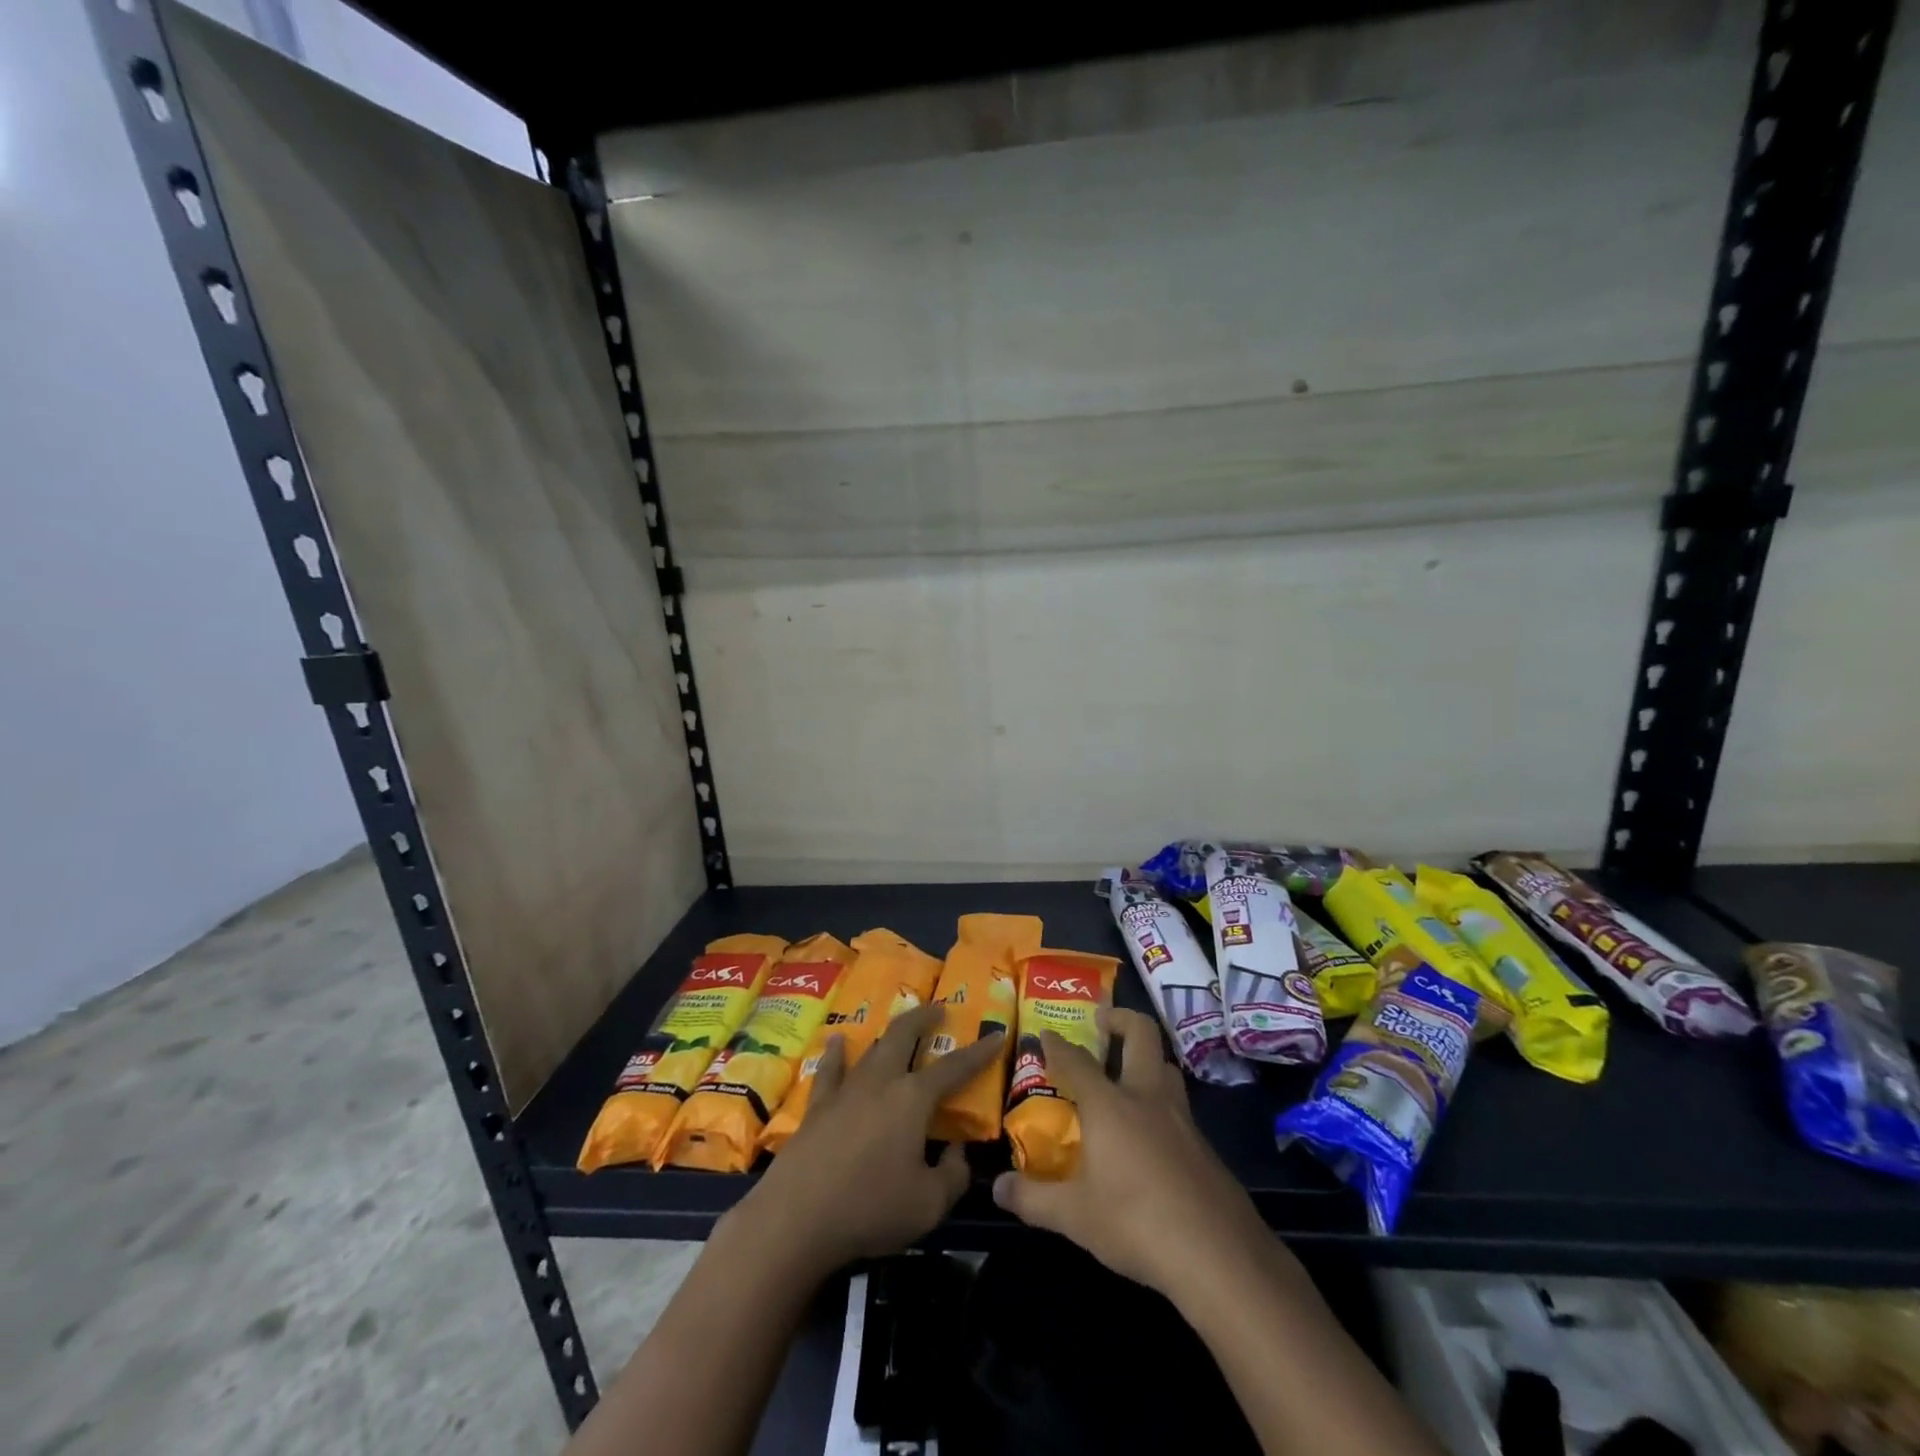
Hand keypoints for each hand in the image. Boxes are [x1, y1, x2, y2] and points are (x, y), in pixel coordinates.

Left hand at [727, 1003, 1003, 1276]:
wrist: (795, 1218)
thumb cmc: (870, 1208)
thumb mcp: (928, 1204)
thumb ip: (953, 1175)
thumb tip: (957, 1152)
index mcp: (912, 1098)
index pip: (954, 1067)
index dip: (979, 1052)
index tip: (996, 1034)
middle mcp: (880, 1082)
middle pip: (904, 1036)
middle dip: (924, 1017)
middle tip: (938, 1008)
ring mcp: (845, 1090)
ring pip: (871, 1048)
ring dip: (889, 1032)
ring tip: (899, 1021)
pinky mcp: (817, 1107)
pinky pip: (830, 1070)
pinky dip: (837, 1054)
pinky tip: (837, 1041)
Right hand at [990, 1008, 1268, 1298]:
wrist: (1219, 1255)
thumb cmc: (1136, 1223)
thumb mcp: (1075, 1217)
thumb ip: (1033, 1199)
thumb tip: (999, 1189)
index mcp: (1109, 1105)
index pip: (1076, 1061)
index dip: (1057, 1045)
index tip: (1045, 1033)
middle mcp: (1146, 1098)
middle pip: (1141, 1034)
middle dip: (1120, 1019)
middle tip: (1102, 1022)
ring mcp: (1182, 1119)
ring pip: (1166, 1067)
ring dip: (1147, 1060)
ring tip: (1128, 1076)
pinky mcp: (1205, 1147)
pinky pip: (1179, 1108)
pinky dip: (1161, 1105)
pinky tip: (1152, 1137)